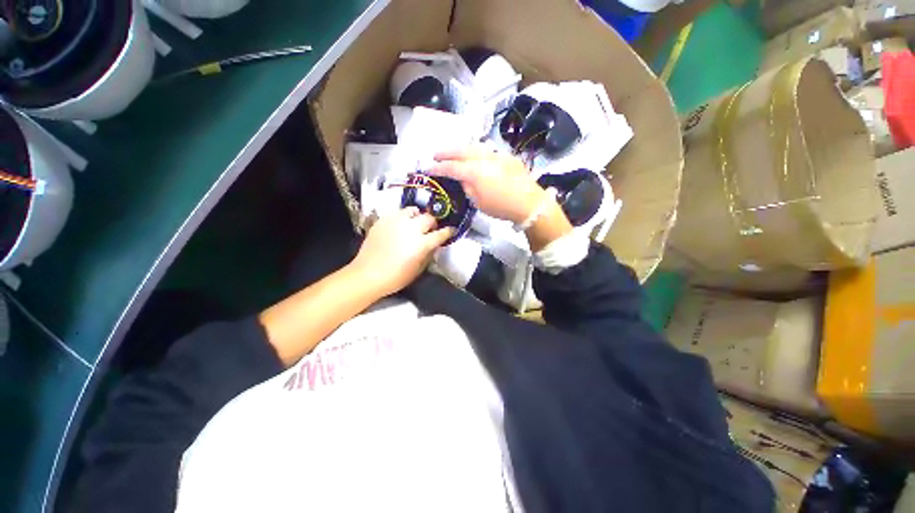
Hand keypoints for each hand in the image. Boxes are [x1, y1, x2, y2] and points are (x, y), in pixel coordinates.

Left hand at [349, 207, 452, 296]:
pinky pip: (397, 213)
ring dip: (417, 216)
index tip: (451, 230)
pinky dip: (402, 217)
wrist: (367, 275)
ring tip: (415, 223)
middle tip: (431, 229)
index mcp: (422, 243)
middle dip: (433, 223)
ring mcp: (396, 222)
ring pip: (412, 210)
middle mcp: (411, 228)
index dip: (448, 232)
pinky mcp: (383, 220)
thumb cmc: (396, 277)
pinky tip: (400, 225)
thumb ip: (428, 254)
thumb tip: (433, 246)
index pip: (441, 233)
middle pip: (428, 218)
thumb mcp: (418, 269)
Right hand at [431, 148, 547, 223]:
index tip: (428, 168)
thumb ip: (467, 187)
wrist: (529, 203)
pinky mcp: (506, 157)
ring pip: (474, 147)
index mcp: (474, 172)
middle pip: (460, 151)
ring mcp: (496, 155)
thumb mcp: (479, 202)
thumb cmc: (501, 207)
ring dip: (460, 149)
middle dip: (446, 152)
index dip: (438, 168)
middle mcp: (483, 158)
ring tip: (452, 153)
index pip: (451, 167)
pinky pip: (487, 151)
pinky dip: (476, 152)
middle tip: (435, 154)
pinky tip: (473, 157)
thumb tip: (462, 179)